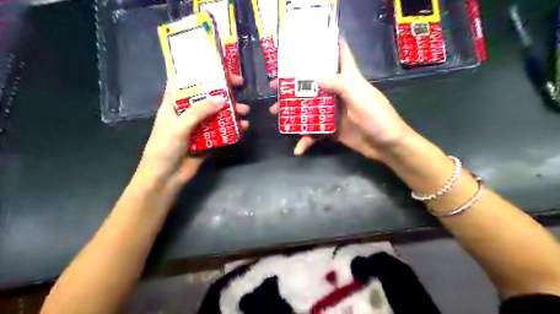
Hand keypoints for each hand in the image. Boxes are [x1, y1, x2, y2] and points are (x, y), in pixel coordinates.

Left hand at [139, 75, 247, 189]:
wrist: (166, 177)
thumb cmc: (164, 147)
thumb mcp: (178, 126)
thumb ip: (199, 111)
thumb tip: (222, 99)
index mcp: (174, 103)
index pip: (188, 81)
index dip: (202, 72)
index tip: (219, 67)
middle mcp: (188, 112)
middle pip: (207, 96)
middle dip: (224, 91)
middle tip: (240, 85)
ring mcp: (199, 126)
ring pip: (218, 113)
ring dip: (232, 111)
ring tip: (245, 111)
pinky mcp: (208, 139)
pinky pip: (223, 130)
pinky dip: (233, 128)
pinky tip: (244, 126)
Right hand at [269, 40, 412, 161]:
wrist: (387, 146)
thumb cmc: (378, 117)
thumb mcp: (360, 97)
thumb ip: (339, 84)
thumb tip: (314, 77)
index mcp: (348, 79)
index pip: (339, 55)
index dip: (325, 47)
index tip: (304, 47)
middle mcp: (338, 93)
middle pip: (314, 84)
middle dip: (295, 85)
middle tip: (275, 88)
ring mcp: (333, 112)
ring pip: (310, 108)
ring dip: (293, 111)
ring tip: (276, 113)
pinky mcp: (332, 129)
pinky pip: (315, 132)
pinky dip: (306, 140)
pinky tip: (298, 148)